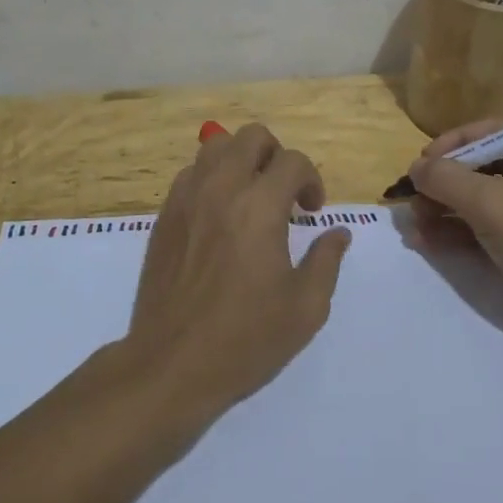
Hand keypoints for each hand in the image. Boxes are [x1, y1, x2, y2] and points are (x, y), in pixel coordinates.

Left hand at [122, 124, 351, 427]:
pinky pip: (190, 174)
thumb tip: (338, 233)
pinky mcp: (164, 216)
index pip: (293, 161)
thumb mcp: (305, 308)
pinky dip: (211, 179)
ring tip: (250, 197)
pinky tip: (219, 216)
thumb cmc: (245, 339)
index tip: (313, 212)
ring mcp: (186, 199)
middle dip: (277, 156)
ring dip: (241, 161)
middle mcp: (221, 189)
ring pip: (215, 146)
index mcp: (259, 207)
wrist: (171, 365)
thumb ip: (326, 261)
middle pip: (252, 137)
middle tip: (284, 193)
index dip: (312, 180)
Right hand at [407, 123, 502, 353]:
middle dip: (446, 183)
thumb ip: (447, 178)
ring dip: (446, 209)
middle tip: (412, 196)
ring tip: (413, 222)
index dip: (455, 144)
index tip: (422, 162)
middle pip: (487, 166)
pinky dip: (459, 231)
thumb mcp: (492, 205)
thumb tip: (415, 168)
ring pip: (484, 199)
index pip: (497, 132)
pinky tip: (424, 240)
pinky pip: (490, 226)